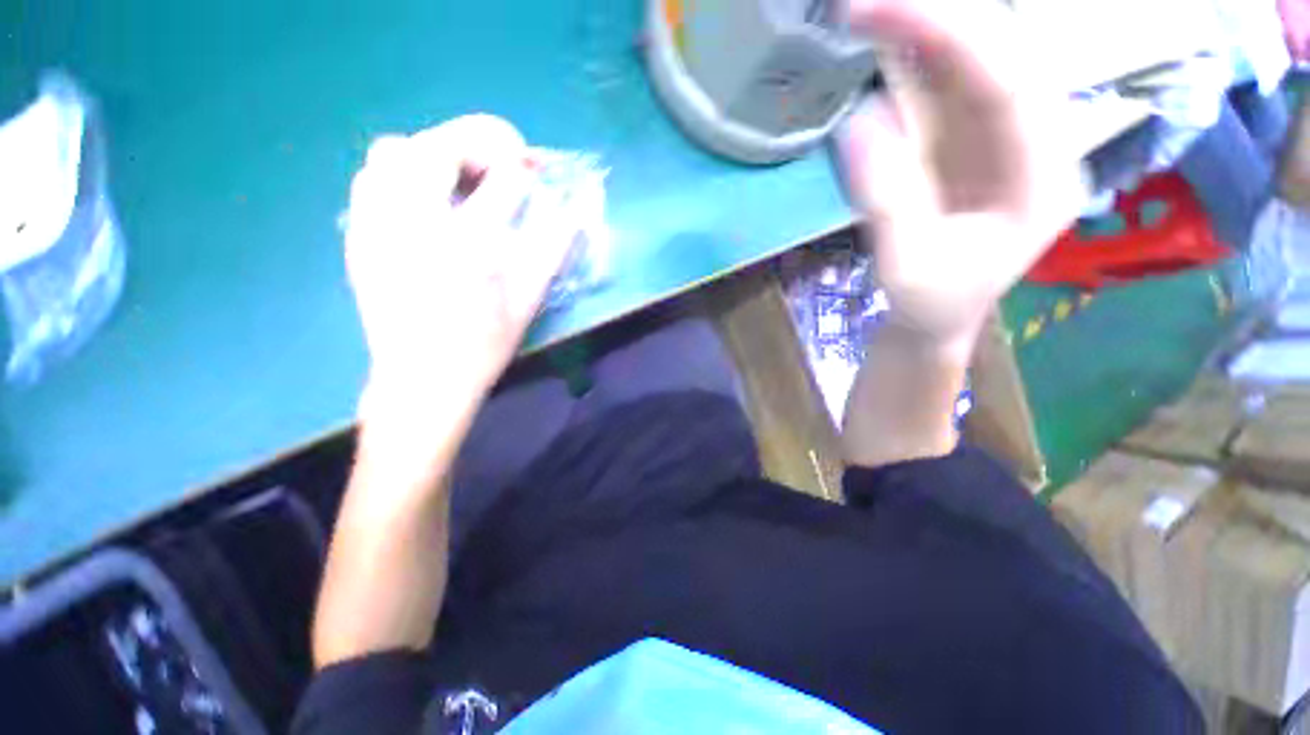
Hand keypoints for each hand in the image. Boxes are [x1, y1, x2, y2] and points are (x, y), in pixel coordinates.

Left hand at [345, 115, 570, 411]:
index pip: (501, 180)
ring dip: (435, 151)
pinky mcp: (359, 235)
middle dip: (476, 140)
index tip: (533, 168)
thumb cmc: (484, 345)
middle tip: (498, 159)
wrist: (421, 379)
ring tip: (460, 176)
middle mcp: (418, 225)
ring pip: (395, 152)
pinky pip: (371, 177)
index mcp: (471, 246)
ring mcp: (379, 226)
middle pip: (438, 146)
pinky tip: (426, 197)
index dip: (522, 166)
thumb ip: (553, 250)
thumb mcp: (528, 300)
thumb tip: (574, 212)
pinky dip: (402, 170)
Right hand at [838, 0, 1083, 355]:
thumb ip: (890, 200)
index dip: (947, 34)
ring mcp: (1010, 137)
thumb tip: (860, 120)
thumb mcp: (906, 266)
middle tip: (864, 4)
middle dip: (934, 18)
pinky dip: (919, 59)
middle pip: (1000, 54)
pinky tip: (888, 47)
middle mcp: (1040, 141)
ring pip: (980, 60)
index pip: (1007, 81)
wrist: (938, 317)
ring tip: (871, 15)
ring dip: (926, 31)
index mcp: (1043, 177)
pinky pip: (956, 84)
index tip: (878, 9)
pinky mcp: (979, 141)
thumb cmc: (930, 303)